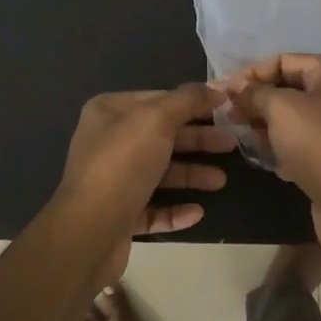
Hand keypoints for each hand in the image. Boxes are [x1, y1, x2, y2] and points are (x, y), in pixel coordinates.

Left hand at [51, 84, 232, 280]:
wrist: (89, 231)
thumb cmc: (123, 164)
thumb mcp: (157, 120)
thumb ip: (187, 100)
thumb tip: (216, 88)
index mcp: (109, 112)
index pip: (158, 99)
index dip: (192, 103)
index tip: (225, 109)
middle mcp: (108, 142)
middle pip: (162, 136)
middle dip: (197, 140)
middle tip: (231, 145)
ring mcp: (113, 181)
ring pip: (160, 173)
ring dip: (191, 175)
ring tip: (220, 182)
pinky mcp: (119, 215)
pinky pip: (153, 208)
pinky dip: (176, 209)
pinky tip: (197, 212)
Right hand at [218, 54, 320, 251]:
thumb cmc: (318, 144)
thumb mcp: (280, 109)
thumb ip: (254, 92)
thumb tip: (234, 86)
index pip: (283, 61)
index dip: (250, 74)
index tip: (222, 92)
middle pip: (289, 88)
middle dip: (256, 100)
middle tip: (227, 115)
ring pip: (293, 117)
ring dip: (265, 123)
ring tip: (239, 135)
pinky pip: (302, 140)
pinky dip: (281, 144)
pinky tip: (262, 155)